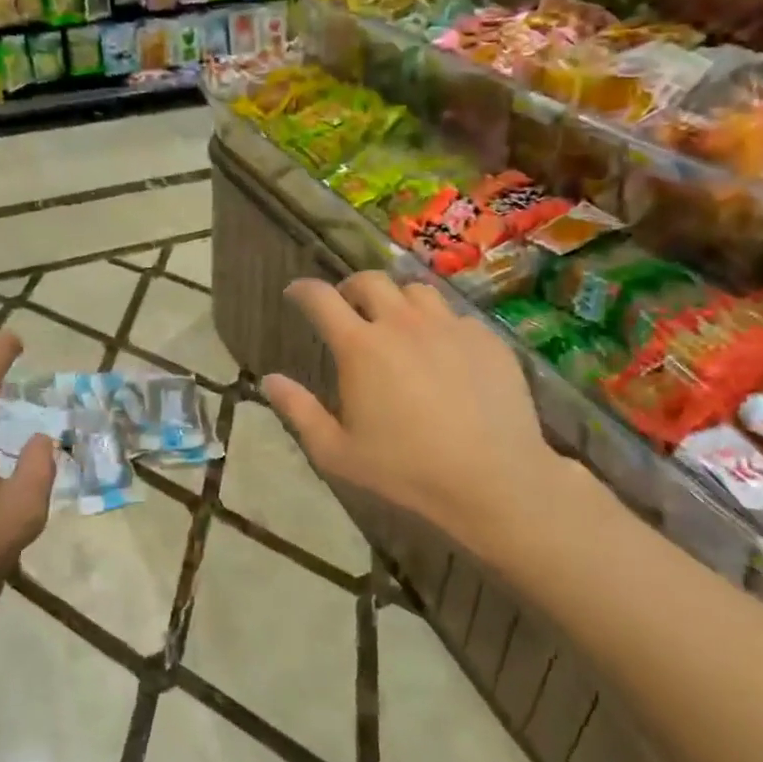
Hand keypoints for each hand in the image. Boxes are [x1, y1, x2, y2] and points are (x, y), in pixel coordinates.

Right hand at [262, 273, 572, 559]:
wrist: (494, 480)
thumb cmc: (406, 470)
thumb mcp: (337, 452)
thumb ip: (299, 411)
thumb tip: (269, 379)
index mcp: (361, 348)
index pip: (321, 299)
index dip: (303, 290)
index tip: (295, 294)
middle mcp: (402, 324)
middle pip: (370, 281)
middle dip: (349, 288)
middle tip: (346, 307)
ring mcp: (449, 327)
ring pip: (415, 290)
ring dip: (396, 300)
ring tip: (395, 322)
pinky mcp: (486, 338)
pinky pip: (454, 315)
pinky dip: (437, 324)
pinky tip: (441, 351)